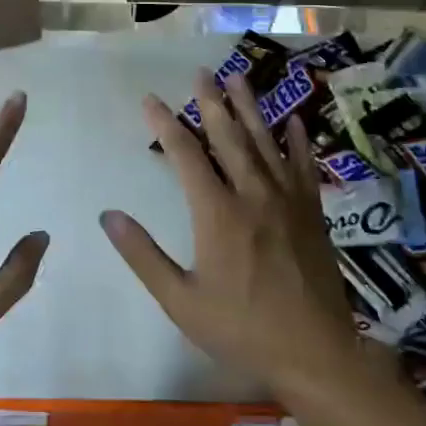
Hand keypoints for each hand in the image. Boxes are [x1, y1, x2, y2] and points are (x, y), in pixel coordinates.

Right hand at [100, 70, 360, 395]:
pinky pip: (303, 166)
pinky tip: (293, 120)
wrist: (316, 353)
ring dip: (250, 108)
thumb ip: (144, 256)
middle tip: (201, 72)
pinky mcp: (312, 212)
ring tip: (238, 78)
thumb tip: (109, 216)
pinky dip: (297, 141)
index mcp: (217, 213)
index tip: (150, 99)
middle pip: (228, 137)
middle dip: (211, 102)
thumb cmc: (242, 329)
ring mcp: (287, 200)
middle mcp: (252, 194)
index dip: (165, 123)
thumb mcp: (182, 301)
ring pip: (264, 142)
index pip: (185, 154)